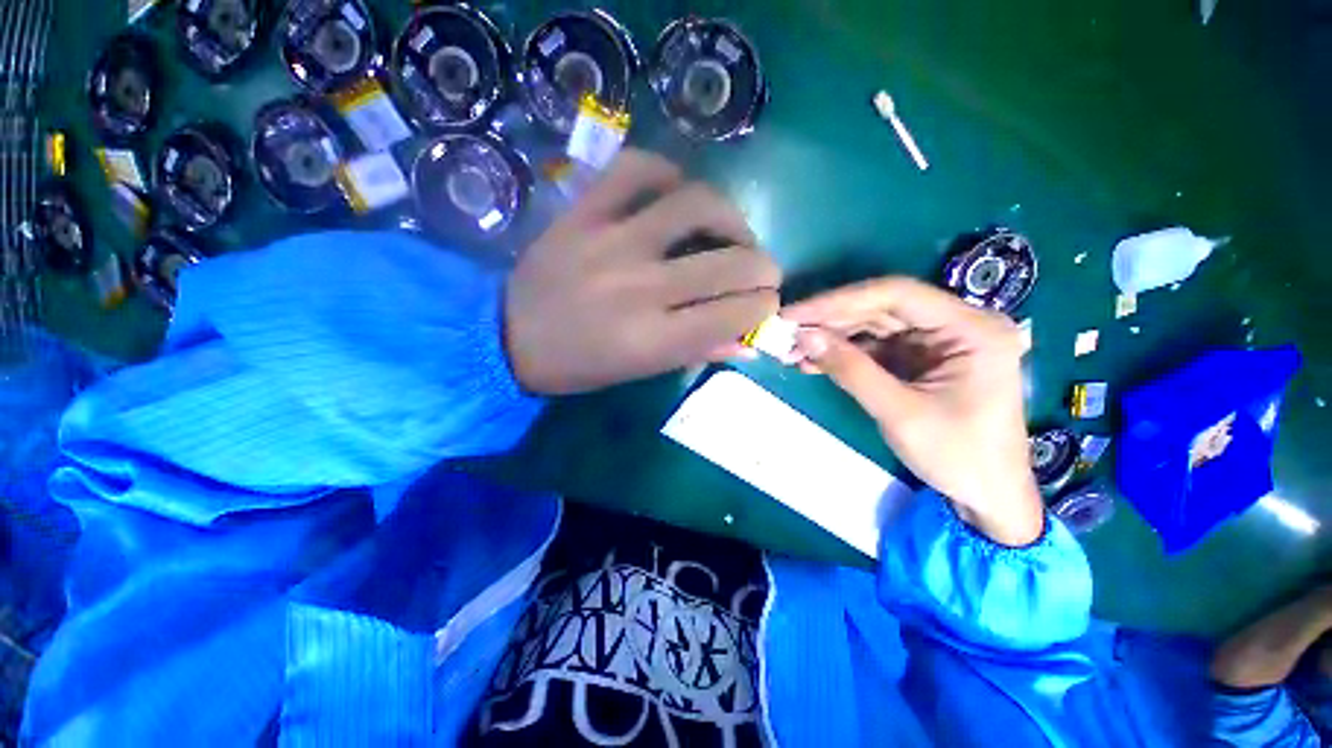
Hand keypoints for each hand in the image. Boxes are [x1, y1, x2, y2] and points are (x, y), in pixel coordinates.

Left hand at [506, 150, 780, 394]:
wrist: (506, 337)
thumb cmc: (579, 366)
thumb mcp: (640, 372)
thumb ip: (697, 352)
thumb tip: (747, 343)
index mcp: (653, 340)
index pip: (734, 314)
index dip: (763, 307)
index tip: (766, 304)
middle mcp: (641, 288)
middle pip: (729, 263)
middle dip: (764, 268)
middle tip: (762, 271)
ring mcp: (612, 241)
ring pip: (697, 205)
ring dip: (732, 217)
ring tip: (733, 231)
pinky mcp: (584, 212)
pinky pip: (637, 169)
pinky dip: (668, 173)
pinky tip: (678, 193)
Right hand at [782, 278, 1043, 545]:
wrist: (988, 496)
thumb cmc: (957, 456)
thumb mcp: (899, 413)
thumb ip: (851, 370)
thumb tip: (803, 336)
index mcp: (971, 328)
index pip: (896, 294)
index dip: (839, 301)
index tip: (795, 314)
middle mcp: (956, 324)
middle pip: (881, 308)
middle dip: (829, 321)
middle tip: (785, 332)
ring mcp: (936, 341)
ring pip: (872, 326)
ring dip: (831, 338)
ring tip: (791, 350)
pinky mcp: (919, 359)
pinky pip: (874, 347)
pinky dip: (842, 354)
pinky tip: (811, 362)